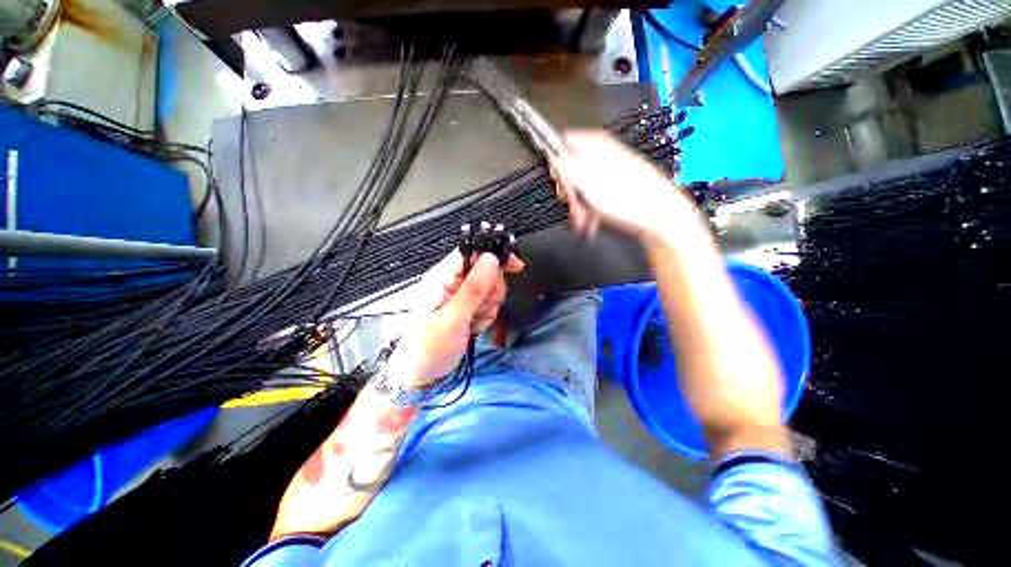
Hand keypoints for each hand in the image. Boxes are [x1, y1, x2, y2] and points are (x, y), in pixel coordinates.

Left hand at [386, 250, 523, 386]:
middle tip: (478, 311)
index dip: (495, 256)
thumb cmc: (429, 348)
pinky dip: (486, 316)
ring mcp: (461, 295)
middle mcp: (452, 281)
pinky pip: (489, 304)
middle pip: (488, 271)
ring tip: (471, 323)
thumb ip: (473, 289)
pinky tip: (473, 327)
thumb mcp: (452, 320)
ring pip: (491, 289)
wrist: (421, 374)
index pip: (472, 252)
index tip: (516, 266)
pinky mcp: (468, 307)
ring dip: (488, 307)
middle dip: (490, 293)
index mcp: (442, 277)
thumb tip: (491, 258)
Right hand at [550, 130, 693, 241]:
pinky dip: (589, 213)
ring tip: (585, 220)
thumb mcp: (585, 181)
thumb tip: (551, 157)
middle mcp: (600, 157)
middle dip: (568, 193)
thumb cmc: (624, 198)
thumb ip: (564, 166)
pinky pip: (592, 200)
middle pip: (569, 171)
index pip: (561, 144)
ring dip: (577, 208)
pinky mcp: (614, 192)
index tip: (559, 183)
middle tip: (574, 206)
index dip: (556, 164)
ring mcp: (608, 175)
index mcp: (594, 144)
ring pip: (579, 190)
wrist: (658, 217)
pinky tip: (592, 223)